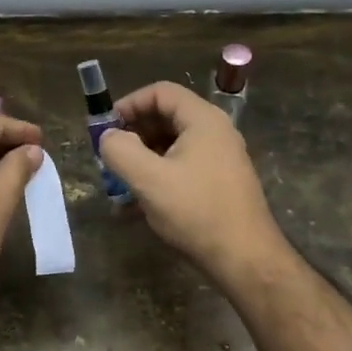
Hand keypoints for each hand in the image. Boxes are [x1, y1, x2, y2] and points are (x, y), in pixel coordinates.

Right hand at [98, 81, 285, 281]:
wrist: (245, 259)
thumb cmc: (196, 212)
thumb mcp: (148, 179)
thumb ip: (120, 151)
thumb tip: (108, 137)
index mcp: (203, 120)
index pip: (161, 92)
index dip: (129, 104)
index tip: (106, 128)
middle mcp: (215, 133)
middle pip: (166, 117)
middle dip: (133, 135)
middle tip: (109, 157)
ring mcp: (220, 160)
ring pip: (172, 147)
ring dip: (142, 160)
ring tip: (119, 186)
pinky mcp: (220, 184)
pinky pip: (182, 170)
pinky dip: (158, 179)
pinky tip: (137, 207)